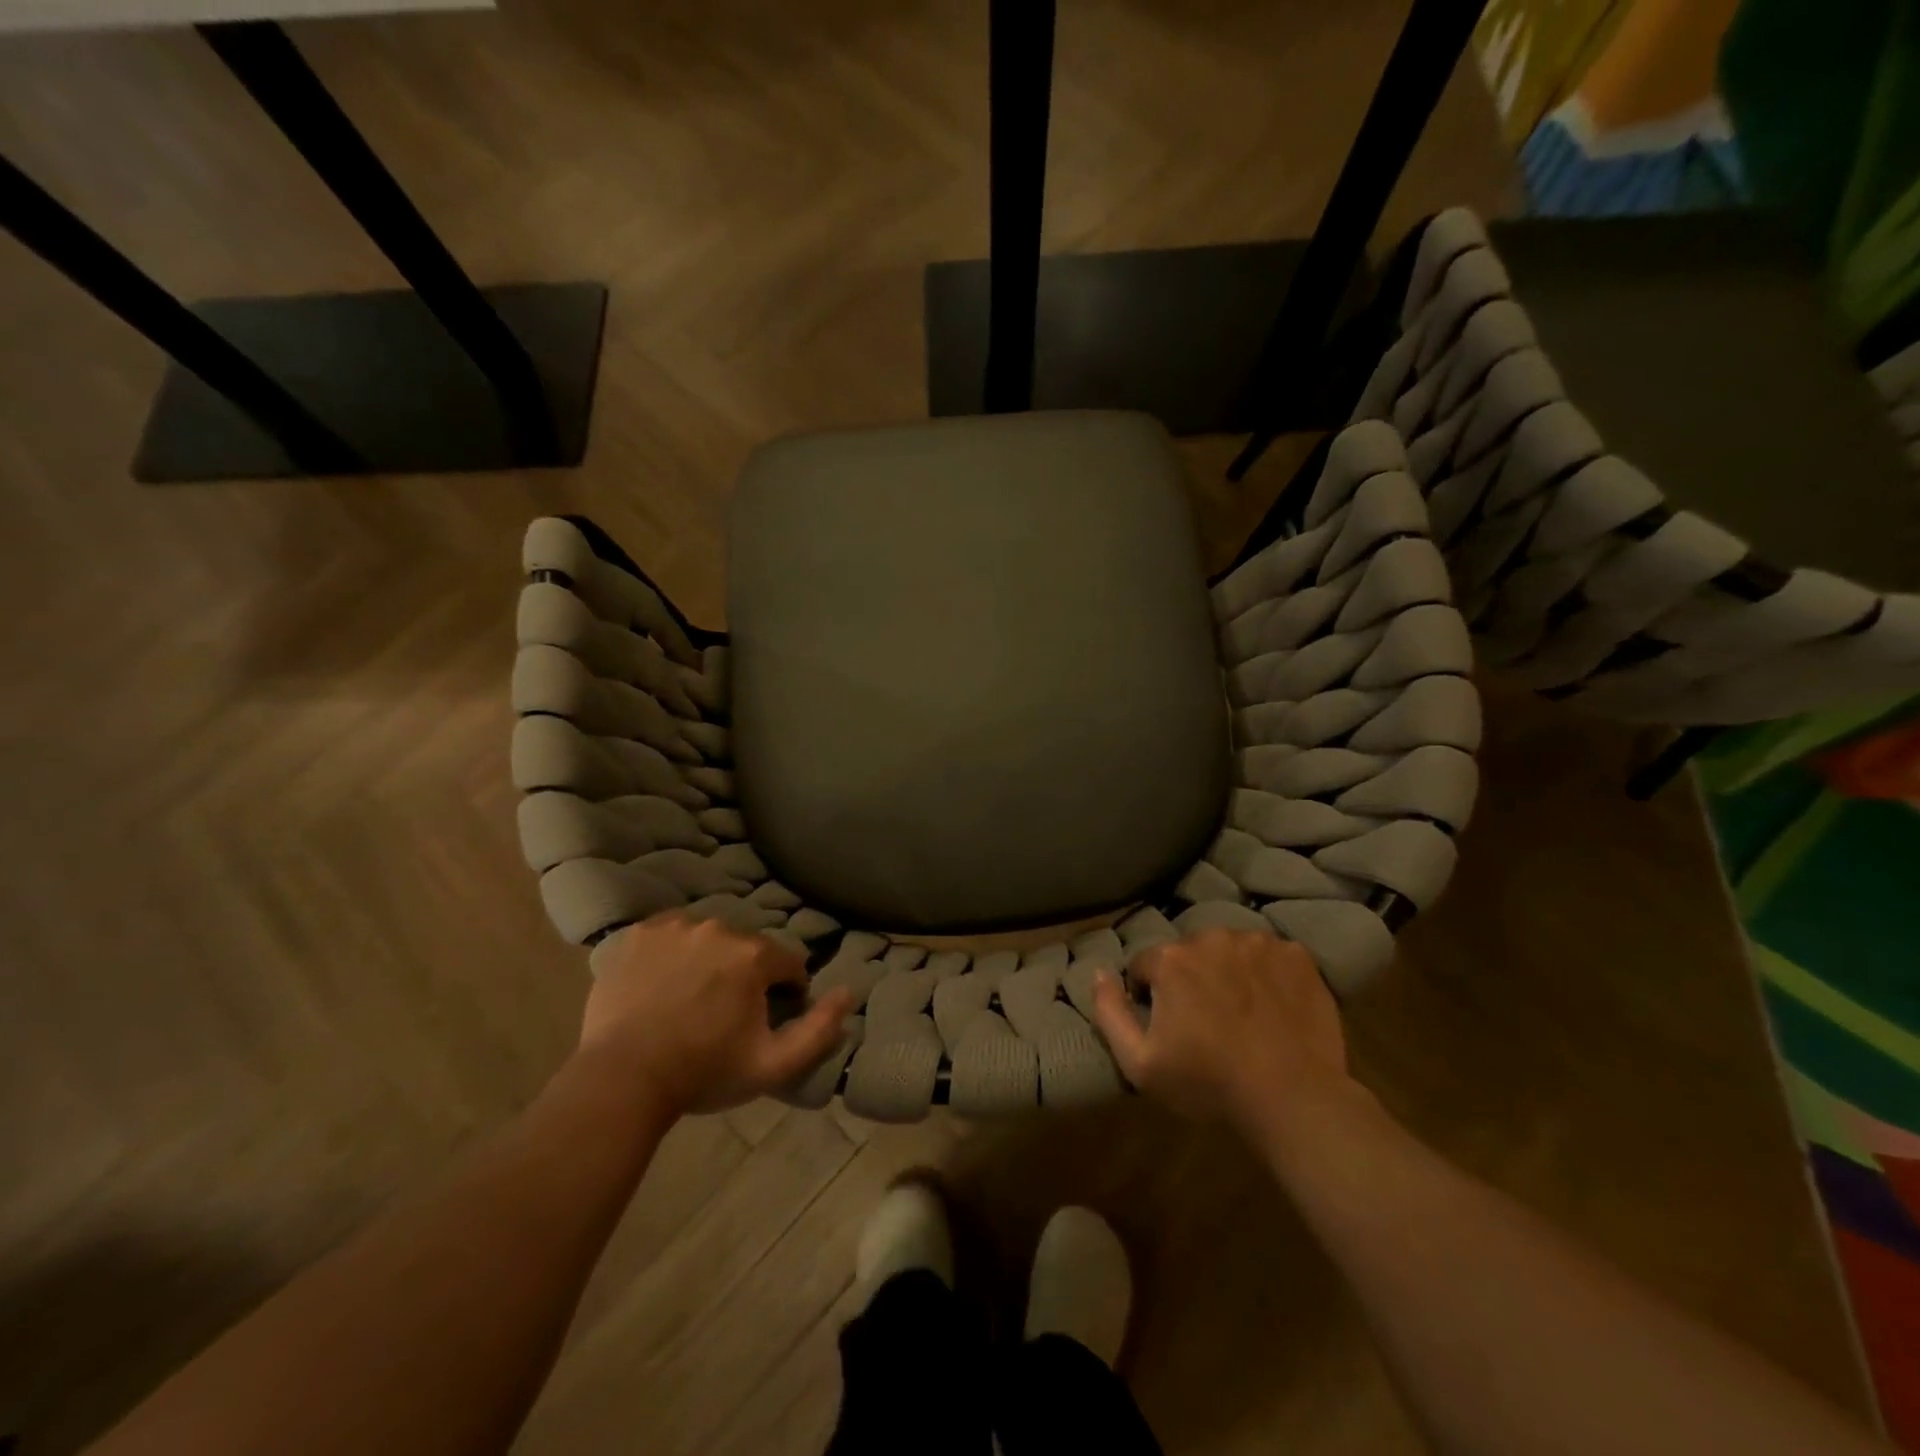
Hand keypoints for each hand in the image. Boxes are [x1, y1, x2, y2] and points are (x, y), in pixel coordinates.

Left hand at [577, 912, 854, 1118]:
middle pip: (748, 949)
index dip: (785, 993)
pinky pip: (671, 935)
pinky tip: (662, 985)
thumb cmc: (703, 1072)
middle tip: (724, 1015)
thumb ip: (820, 1029)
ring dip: (710, 961)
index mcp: (753, 955)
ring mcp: (674, 926)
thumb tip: (848, 992)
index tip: (763, 1022)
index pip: (788, 964)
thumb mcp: (773, 1064)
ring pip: (709, 938)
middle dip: (745, 976)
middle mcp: (718, 927)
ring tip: (690, 1001)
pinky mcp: (639, 933)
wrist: (621, 1080)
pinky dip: (674, 953)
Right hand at [1089, 930, 1359, 1142]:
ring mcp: (1258, 943)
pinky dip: (1267, 974)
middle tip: (1206, 1021)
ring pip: (1229, 951)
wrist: (1294, 1098)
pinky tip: (1273, 1007)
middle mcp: (1211, 938)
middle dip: (1190, 979)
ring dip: (1228, 972)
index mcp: (1171, 959)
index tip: (1167, 1026)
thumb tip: (1098, 973)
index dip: (1149, 996)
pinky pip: (1270, 956)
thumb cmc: (1210, 1083)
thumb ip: (1109, 1013)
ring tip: (1242, 1014)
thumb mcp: (1140, 1064)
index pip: (1145, 965)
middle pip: (1188, 953)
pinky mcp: (1296, 955)